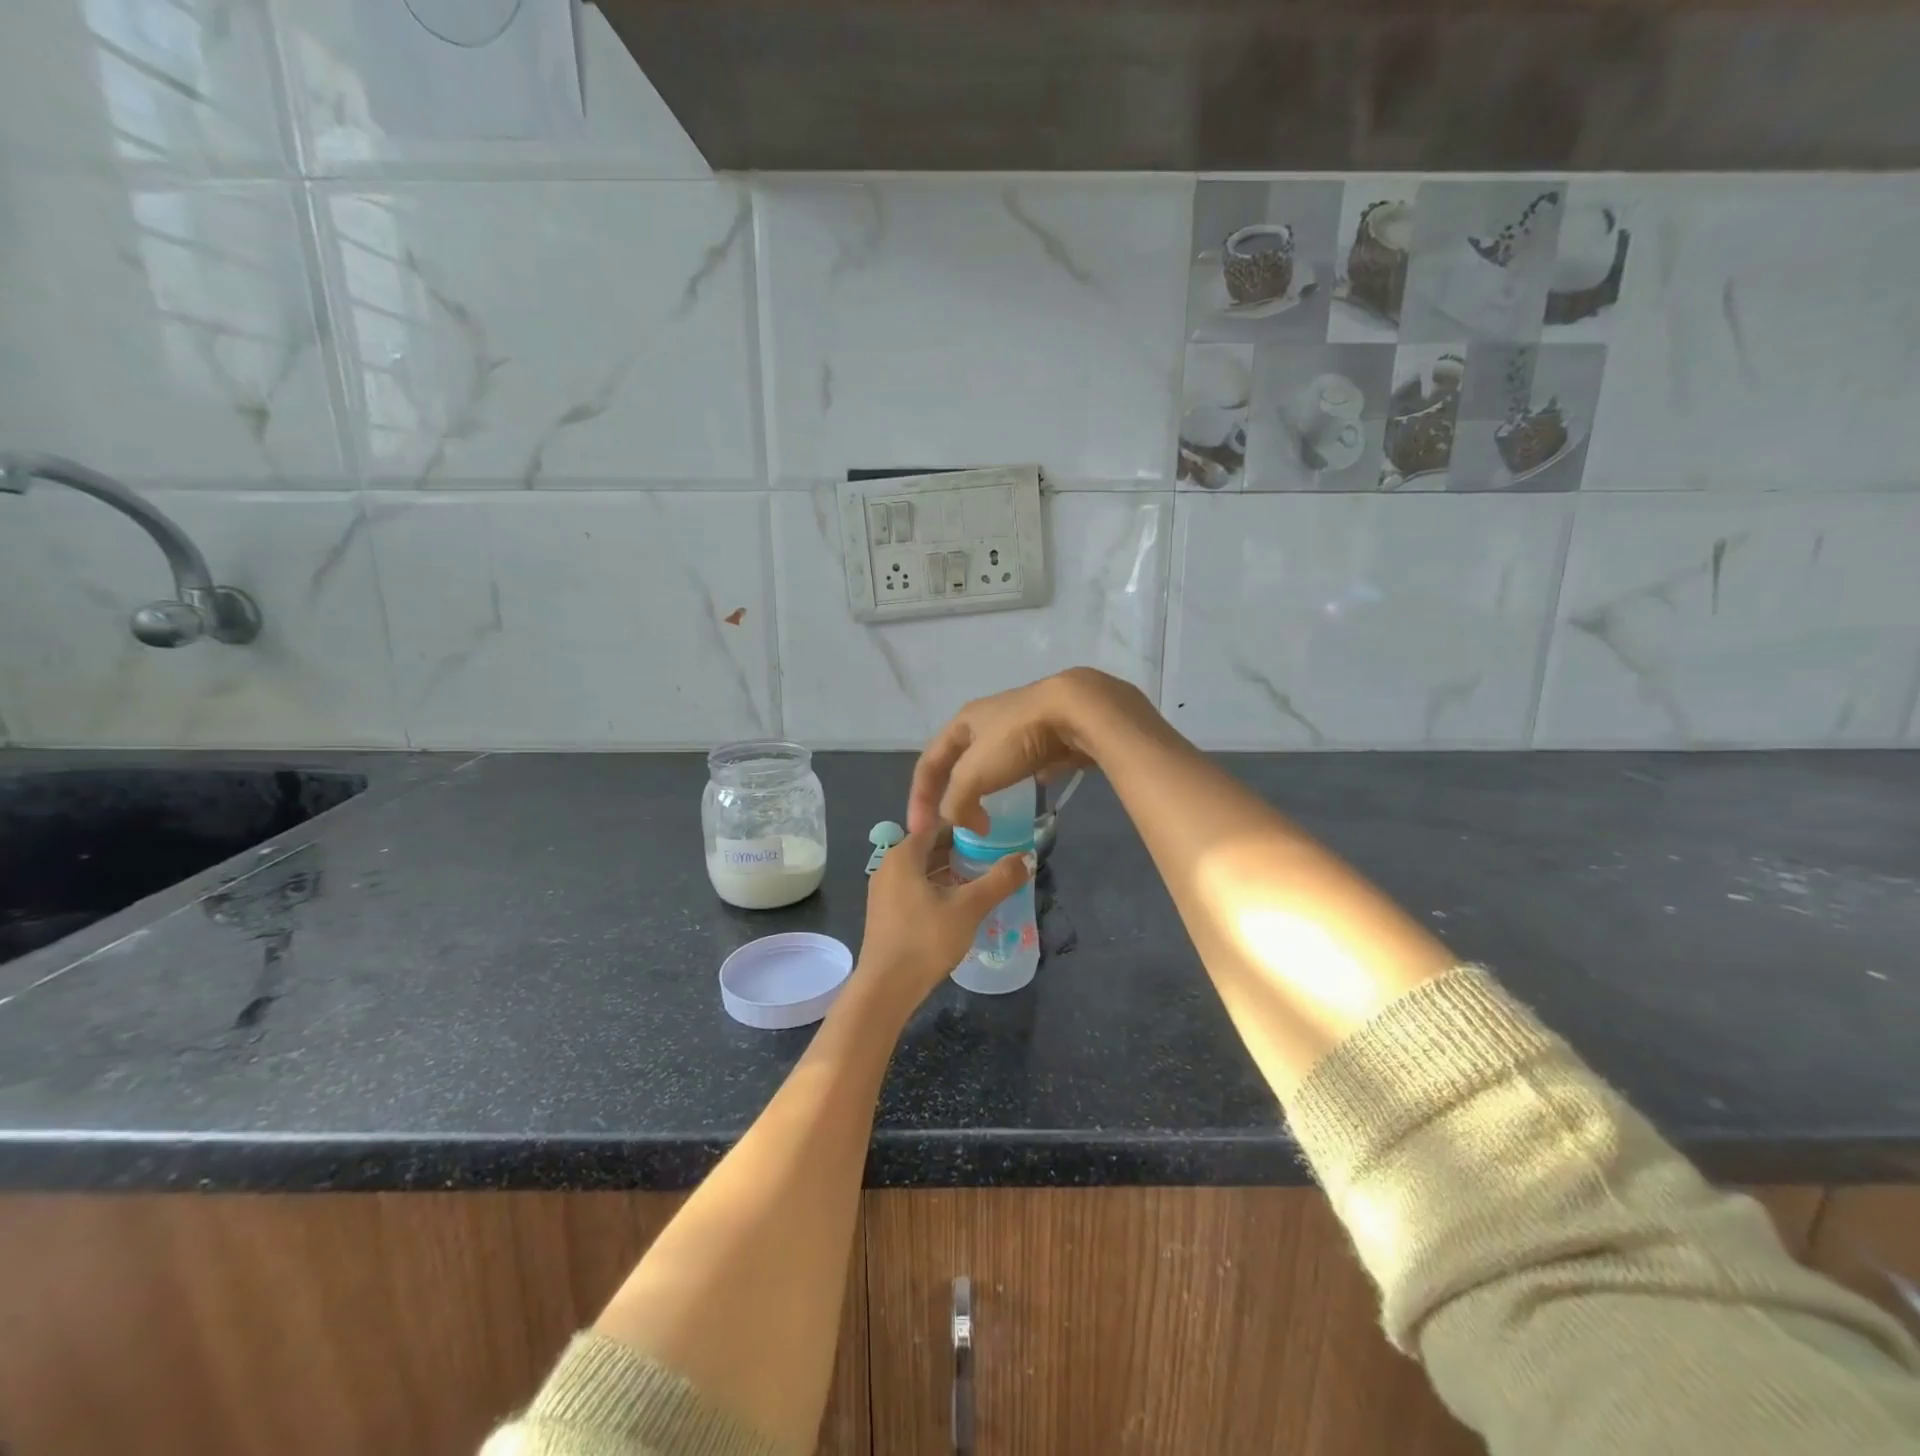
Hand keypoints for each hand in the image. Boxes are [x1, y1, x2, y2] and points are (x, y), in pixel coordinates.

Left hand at [852, 826, 1031, 1014]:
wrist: (886, 989)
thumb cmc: (925, 939)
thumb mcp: (969, 907)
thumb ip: (1000, 880)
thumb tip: (1027, 857)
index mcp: (903, 855)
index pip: (937, 825)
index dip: (965, 826)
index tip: (992, 832)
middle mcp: (888, 866)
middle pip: (929, 847)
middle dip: (960, 849)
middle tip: (992, 855)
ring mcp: (884, 892)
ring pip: (922, 870)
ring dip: (950, 871)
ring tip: (981, 878)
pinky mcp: (886, 914)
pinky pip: (915, 888)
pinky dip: (938, 888)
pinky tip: (960, 903)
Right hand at [908, 668, 1142, 835]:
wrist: (1077, 712)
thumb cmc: (1017, 738)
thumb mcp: (975, 773)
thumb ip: (956, 801)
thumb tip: (958, 822)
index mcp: (961, 722)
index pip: (928, 763)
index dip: (919, 799)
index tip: (919, 833)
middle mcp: (985, 720)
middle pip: (958, 763)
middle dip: (952, 793)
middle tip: (954, 823)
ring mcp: (1018, 726)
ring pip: (990, 763)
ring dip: (983, 789)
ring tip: (986, 814)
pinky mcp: (1046, 736)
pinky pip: (1022, 763)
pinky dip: (1016, 782)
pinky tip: (1026, 795)